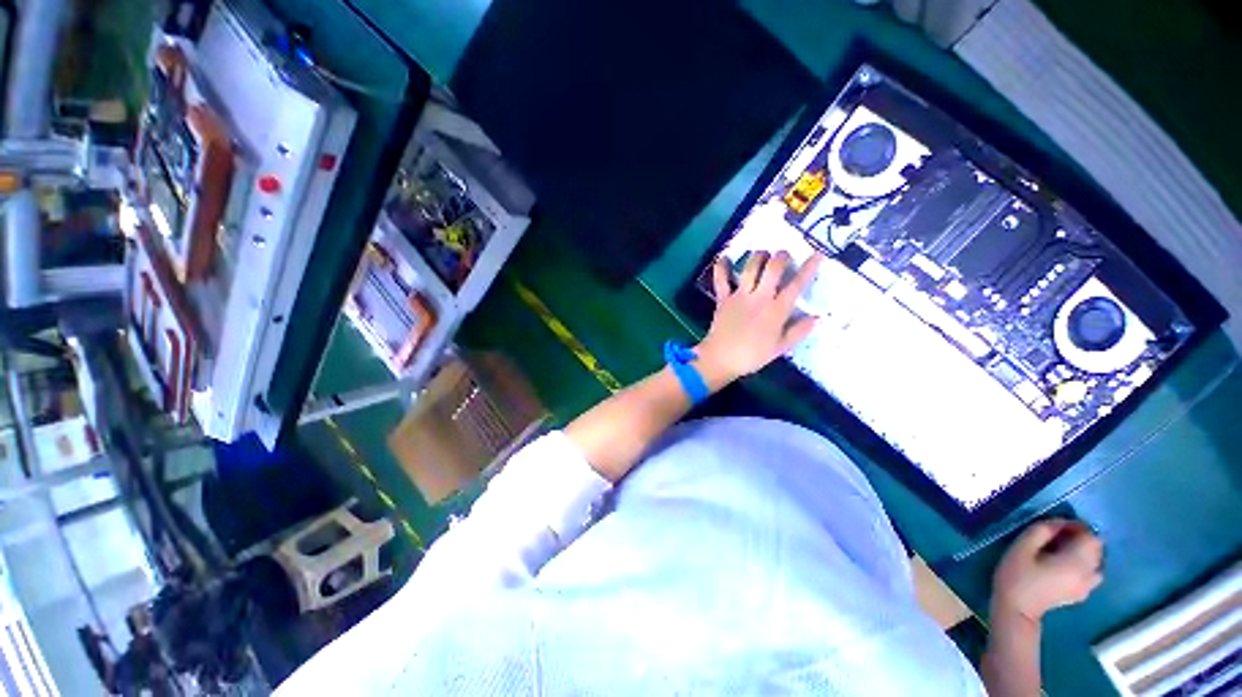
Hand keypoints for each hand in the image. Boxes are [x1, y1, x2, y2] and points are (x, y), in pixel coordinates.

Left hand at [695, 251, 822, 386]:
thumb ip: (798, 331)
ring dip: (758, 256)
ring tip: (762, 254)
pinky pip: (721, 279)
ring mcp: (740, 296)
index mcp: (777, 310)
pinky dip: (722, 267)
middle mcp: (760, 298)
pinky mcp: (723, 298)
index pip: (796, 285)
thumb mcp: (780, 348)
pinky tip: (725, 257)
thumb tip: (817, 318)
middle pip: (773, 268)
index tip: (817, 253)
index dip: (808, 268)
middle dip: (781, 256)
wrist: (721, 358)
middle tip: (783, 254)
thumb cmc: (752, 356)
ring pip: (750, 268)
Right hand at [992, 519, 1103, 624]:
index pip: (1090, 536)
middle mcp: (1089, 574)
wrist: (1016, 610)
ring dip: (1082, 551)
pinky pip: (1091, 572)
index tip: (1056, 526)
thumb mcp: (1021, 547)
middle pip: (1096, 548)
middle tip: (1055, 537)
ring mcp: (1088, 586)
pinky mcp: (1083, 593)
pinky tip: (1063, 567)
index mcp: (1076, 563)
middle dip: (1079, 538)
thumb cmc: (1016, 576)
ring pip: (1096, 561)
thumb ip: (1041, 531)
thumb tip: (1058, 522)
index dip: (1076, 527)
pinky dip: (1082, 564)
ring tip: (1059, 552)